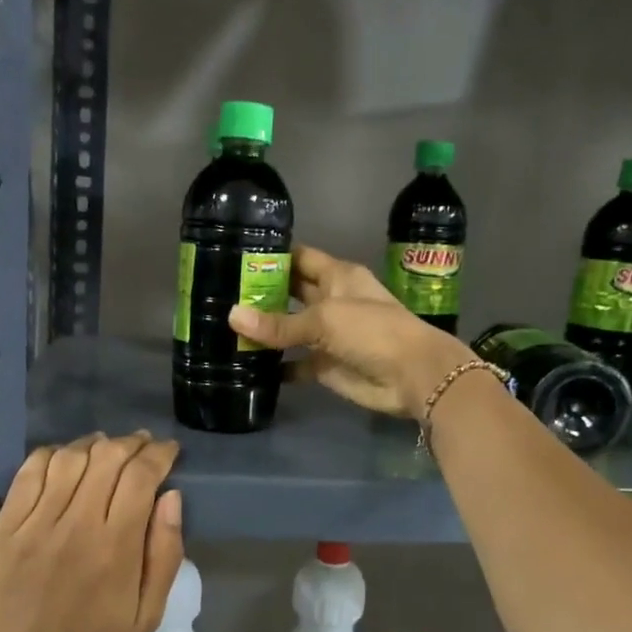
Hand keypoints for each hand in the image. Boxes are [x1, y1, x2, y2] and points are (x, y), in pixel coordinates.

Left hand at [0, 432, 182, 631]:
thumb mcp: (147, 615)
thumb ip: (165, 554)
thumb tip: (171, 498)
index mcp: (115, 546)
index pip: (141, 476)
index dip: (159, 453)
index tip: (169, 450)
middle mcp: (76, 524)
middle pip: (107, 458)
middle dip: (132, 443)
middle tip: (142, 446)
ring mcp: (35, 523)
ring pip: (69, 458)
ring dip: (94, 445)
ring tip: (107, 448)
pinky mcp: (4, 527)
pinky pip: (29, 473)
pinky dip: (52, 455)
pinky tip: (65, 459)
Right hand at [227, 244, 473, 418]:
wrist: (412, 376)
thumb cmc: (373, 331)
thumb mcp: (324, 320)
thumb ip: (279, 323)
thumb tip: (232, 317)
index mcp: (337, 277)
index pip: (299, 258)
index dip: (272, 256)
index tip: (235, 254)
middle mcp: (330, 301)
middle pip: (290, 293)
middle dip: (260, 294)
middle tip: (219, 293)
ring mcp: (328, 335)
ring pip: (289, 329)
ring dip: (264, 331)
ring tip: (222, 328)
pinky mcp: (325, 365)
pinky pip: (294, 364)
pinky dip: (275, 366)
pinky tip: (244, 365)